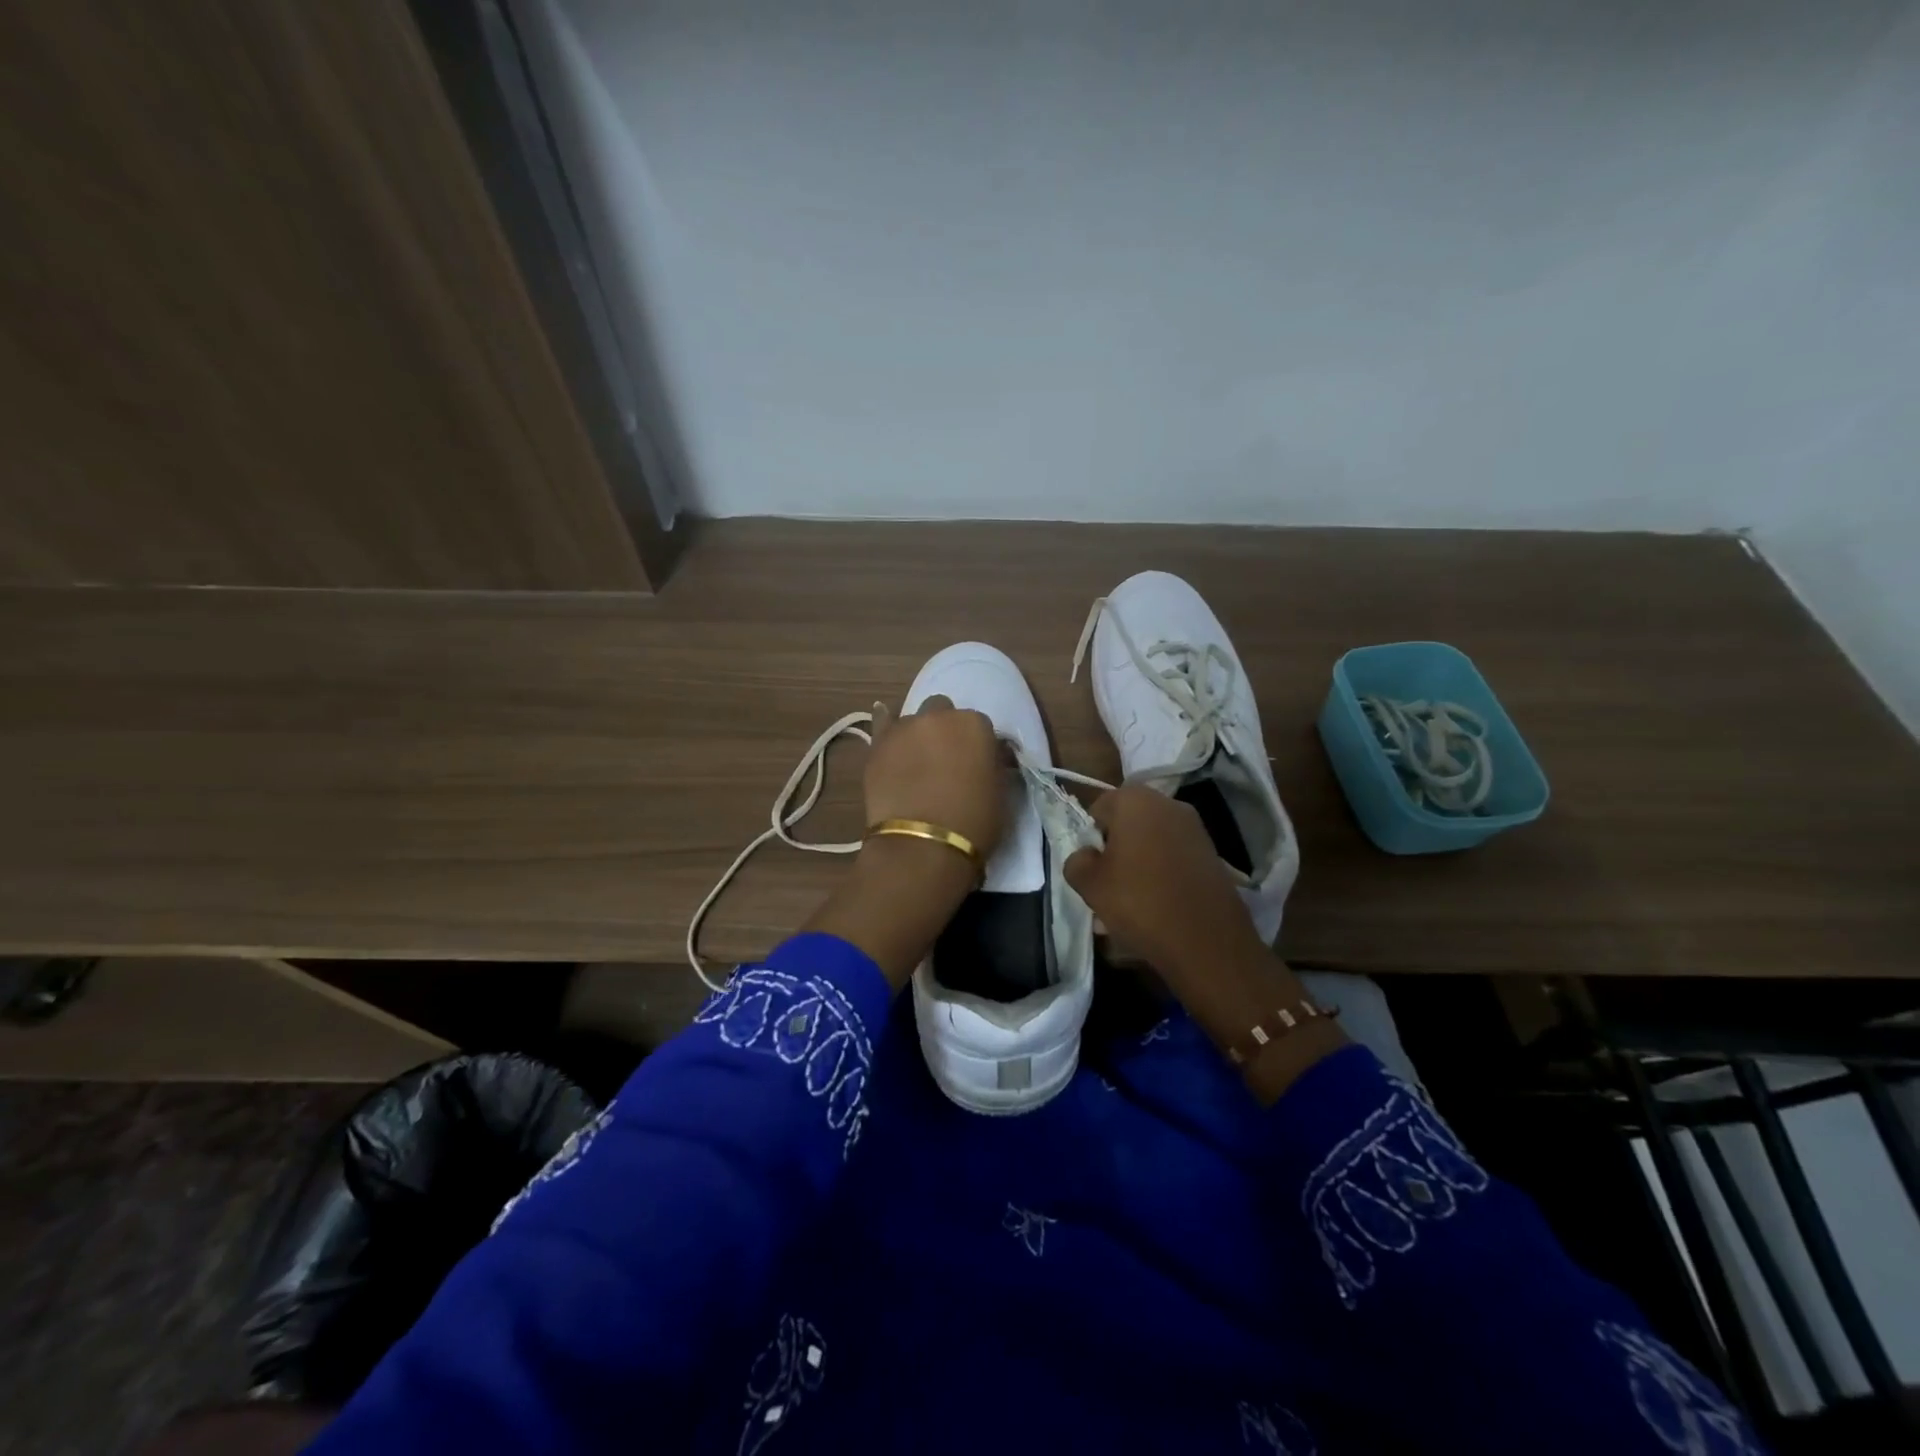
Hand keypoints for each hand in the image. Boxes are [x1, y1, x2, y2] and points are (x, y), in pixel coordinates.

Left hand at [805, 697, 1008, 990]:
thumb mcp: (1001, 794)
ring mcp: (904, 728)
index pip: (980, 726)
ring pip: (914, 720)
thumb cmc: (973, 823)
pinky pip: (881, 721)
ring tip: (917, 761)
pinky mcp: (878, 744)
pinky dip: (885, 720)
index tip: (977, 765)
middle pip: (944, 712)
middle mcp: (939, 716)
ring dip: (918, 734)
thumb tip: (990, 758)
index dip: (978, 746)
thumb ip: (994, 766)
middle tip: (947, 762)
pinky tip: (884, 718)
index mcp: (975, 725)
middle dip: (945, 731)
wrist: (922, 846)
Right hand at [1062, 785, 1266, 986]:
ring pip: (1153, 841)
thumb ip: (1076, 861)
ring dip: (1139, 862)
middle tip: (1109, 883)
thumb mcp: (1089, 884)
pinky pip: (1175, 857)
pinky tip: (1159, 905)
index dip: (1090, 837)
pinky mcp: (1213, 855)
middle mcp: (1169, 804)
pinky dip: (1163, 873)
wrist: (1207, 941)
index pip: (1100, 807)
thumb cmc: (1139, 902)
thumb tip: (1087, 856)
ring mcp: (1196, 829)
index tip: (1092, 867)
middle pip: (1129, 822)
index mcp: (1136, 800)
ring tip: (1133, 900)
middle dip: (1116, 848)